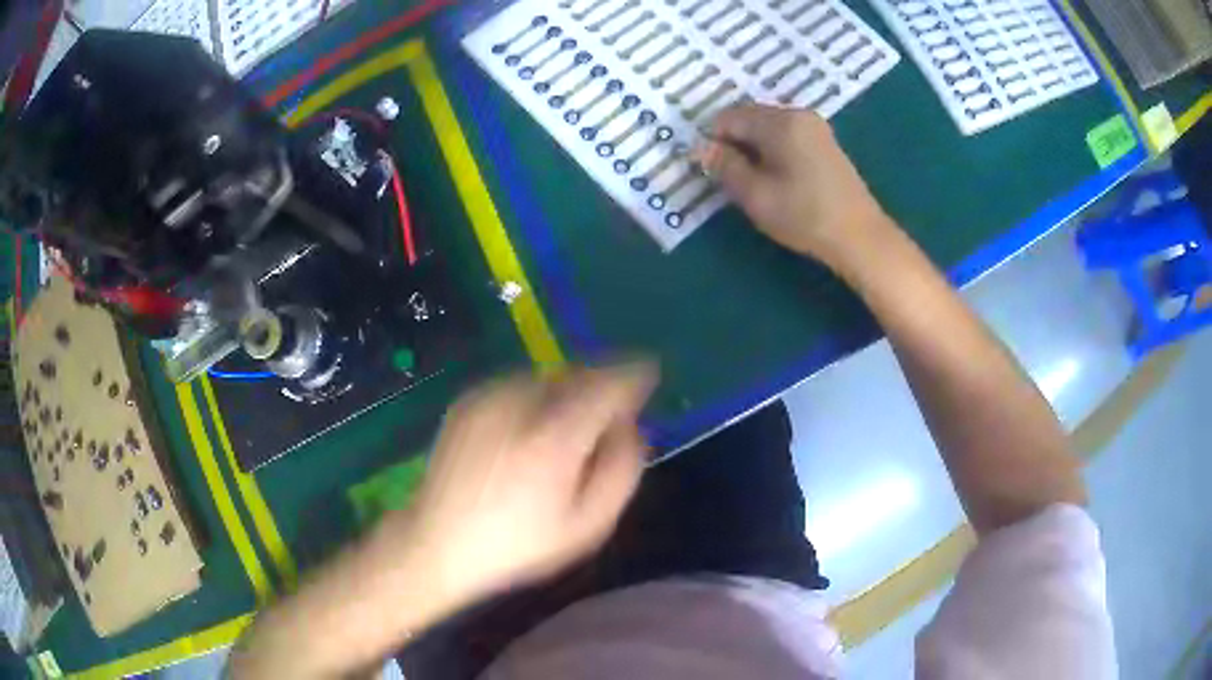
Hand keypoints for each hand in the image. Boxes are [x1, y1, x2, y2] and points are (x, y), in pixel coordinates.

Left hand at [386, 363, 657, 608]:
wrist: (437, 544)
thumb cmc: (518, 545)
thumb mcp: (587, 526)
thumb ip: (622, 469)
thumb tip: (631, 426)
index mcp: (555, 437)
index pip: (610, 383)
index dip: (636, 376)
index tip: (649, 376)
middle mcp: (520, 404)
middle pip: (579, 374)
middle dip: (601, 388)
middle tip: (605, 419)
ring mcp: (488, 398)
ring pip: (548, 378)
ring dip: (568, 394)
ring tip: (562, 433)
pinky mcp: (467, 401)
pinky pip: (517, 386)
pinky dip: (535, 399)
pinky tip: (526, 435)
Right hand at [696, 104, 894, 272]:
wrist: (860, 237)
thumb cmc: (805, 216)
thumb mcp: (755, 195)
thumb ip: (724, 166)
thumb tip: (701, 148)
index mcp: (780, 121)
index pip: (729, 117)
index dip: (713, 141)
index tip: (712, 171)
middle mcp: (798, 114)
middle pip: (749, 118)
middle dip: (734, 144)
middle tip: (732, 180)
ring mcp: (815, 128)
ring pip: (768, 128)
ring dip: (753, 149)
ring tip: (755, 183)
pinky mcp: (825, 144)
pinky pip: (786, 137)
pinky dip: (773, 152)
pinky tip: (778, 180)